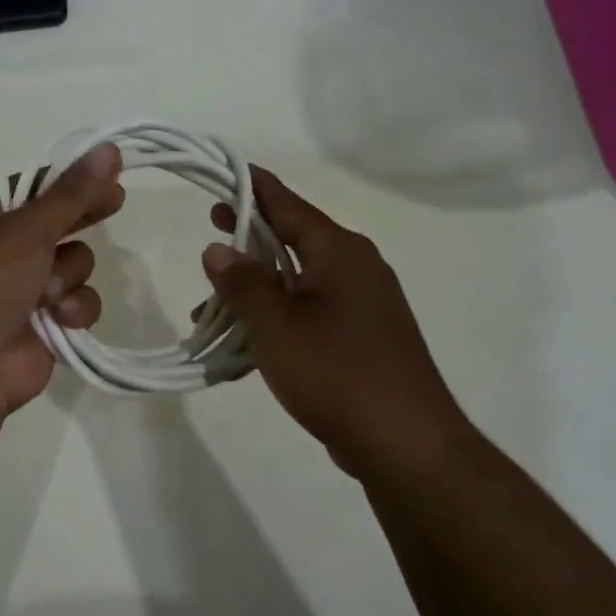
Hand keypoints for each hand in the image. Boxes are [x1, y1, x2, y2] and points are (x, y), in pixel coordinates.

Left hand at [0, 143, 123, 415]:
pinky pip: (77, 302)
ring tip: (49, 293)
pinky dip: (73, 309)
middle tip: (115, 204)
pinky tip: (61, 320)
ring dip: (69, 275)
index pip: (33, 187)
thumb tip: (110, 148)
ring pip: (74, 263)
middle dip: (80, 219)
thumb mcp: (26, 230)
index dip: (70, 180)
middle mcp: (0, 250)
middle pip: (57, 222)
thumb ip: (73, 193)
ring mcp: (22, 289)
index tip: (109, 173)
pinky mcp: (44, 324)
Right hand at [202, 168, 478, 477]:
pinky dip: (276, 323)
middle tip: (213, 226)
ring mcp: (363, 307)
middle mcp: (356, 269)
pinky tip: (244, 351)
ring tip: (209, 312)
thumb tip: (219, 249)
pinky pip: (309, 317)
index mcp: (340, 252)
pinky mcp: (363, 340)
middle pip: (294, 241)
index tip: (228, 172)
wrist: (405, 443)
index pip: (290, 205)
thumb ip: (244, 283)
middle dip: (250, 239)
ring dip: (255, 293)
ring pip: (298, 285)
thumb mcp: (276, 324)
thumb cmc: (336, 372)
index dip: (256, 188)